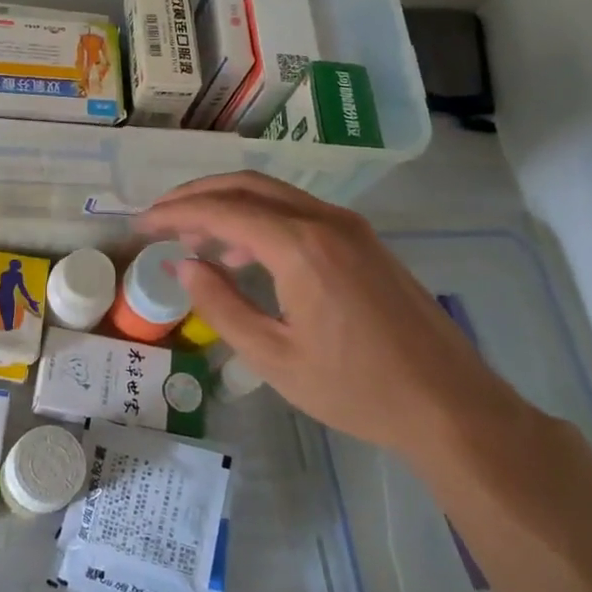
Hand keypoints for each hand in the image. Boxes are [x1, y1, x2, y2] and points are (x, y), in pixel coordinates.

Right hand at [139, 173, 523, 456]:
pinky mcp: (364, 242)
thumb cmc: (357, 389)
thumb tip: (183, 264)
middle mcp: (325, 221)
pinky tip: (245, 254)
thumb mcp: (274, 356)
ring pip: (274, 195)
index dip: (175, 213)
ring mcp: (350, 228)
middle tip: (161, 217)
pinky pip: (299, 213)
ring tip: (195, 240)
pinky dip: (260, 220)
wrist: (451, 406)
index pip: (222, 210)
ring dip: (229, 205)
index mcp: (301, 247)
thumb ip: (221, 305)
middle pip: (247, 185)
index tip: (141, 225)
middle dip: (197, 194)